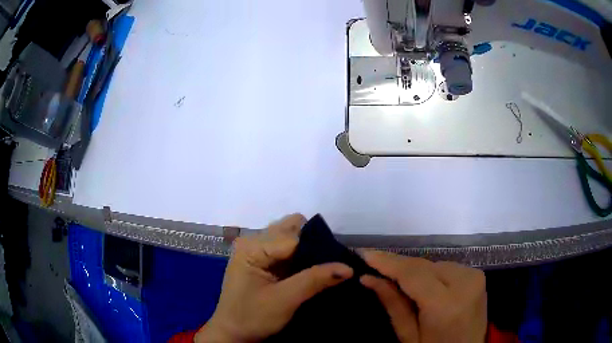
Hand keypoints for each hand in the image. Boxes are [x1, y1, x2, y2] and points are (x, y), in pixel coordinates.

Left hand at [195, 214, 353, 342]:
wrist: (233, 333)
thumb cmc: (253, 317)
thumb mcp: (285, 300)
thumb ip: (314, 280)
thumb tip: (348, 267)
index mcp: (252, 247)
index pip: (293, 236)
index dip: (317, 247)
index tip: (339, 261)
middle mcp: (253, 241)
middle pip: (291, 228)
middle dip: (312, 243)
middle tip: (327, 264)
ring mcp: (256, 250)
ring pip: (291, 236)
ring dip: (307, 249)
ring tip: (319, 268)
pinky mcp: (261, 260)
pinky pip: (286, 248)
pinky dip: (301, 256)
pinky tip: (308, 270)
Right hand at [360, 251, 486, 342]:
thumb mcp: (408, 335)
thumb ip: (392, 303)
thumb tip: (368, 278)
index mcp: (446, 305)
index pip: (413, 273)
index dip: (388, 262)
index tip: (365, 253)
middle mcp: (465, 283)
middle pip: (423, 265)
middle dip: (398, 265)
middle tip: (374, 265)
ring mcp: (474, 276)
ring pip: (434, 264)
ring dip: (414, 270)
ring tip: (396, 279)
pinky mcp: (477, 275)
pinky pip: (446, 267)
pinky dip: (430, 273)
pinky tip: (421, 283)